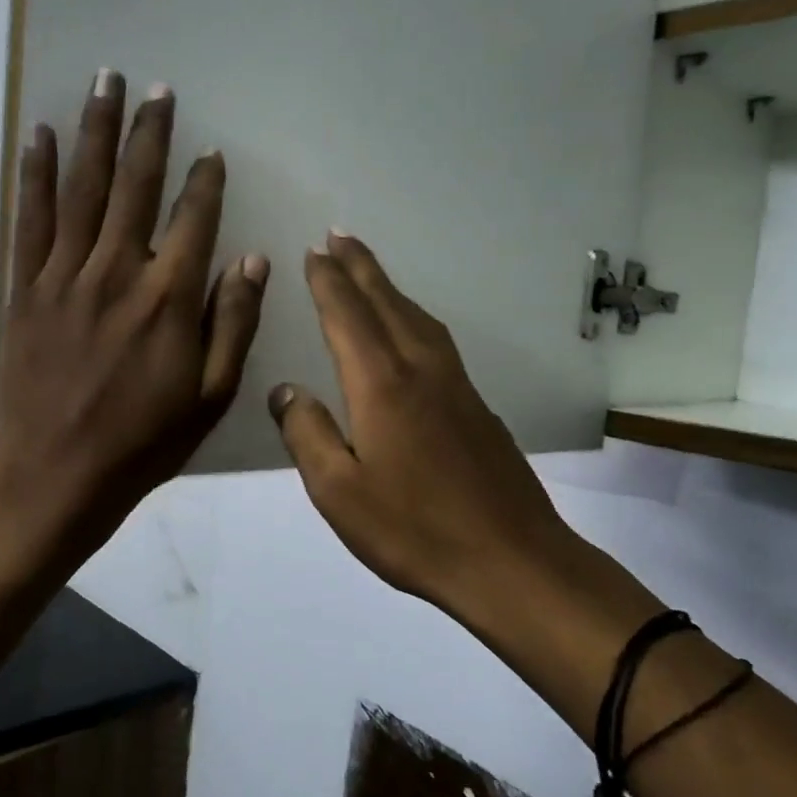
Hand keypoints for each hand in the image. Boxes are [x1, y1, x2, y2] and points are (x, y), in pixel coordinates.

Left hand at [0, 70, 268, 556]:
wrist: (56, 474)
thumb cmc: (142, 441)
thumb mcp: (210, 396)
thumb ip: (232, 323)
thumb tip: (252, 260)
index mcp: (168, 298)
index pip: (193, 219)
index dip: (205, 181)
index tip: (211, 150)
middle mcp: (117, 271)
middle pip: (135, 185)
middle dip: (149, 132)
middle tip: (155, 87)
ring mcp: (65, 275)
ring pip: (84, 188)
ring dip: (95, 131)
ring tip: (104, 82)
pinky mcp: (26, 288)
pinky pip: (30, 218)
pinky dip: (36, 174)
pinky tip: (39, 134)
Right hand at [268, 233, 579, 631]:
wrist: (511, 561)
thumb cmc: (414, 529)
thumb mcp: (339, 492)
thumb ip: (307, 434)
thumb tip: (285, 392)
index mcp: (382, 384)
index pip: (347, 316)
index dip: (327, 281)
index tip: (312, 251)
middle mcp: (421, 370)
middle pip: (386, 303)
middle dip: (359, 266)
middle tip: (338, 235)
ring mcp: (456, 385)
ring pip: (417, 317)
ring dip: (388, 287)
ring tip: (368, 271)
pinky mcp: (477, 406)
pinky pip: (436, 340)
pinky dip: (413, 317)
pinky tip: (410, 330)